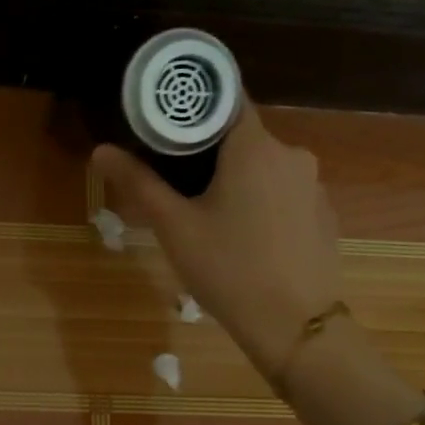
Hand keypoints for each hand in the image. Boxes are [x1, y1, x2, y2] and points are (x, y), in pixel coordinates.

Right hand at [92, 114, 343, 389]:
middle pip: (242, 136)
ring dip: (235, 178)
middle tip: (174, 178)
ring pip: (263, 166)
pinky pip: (283, 192)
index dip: (195, 104)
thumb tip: (101, 150)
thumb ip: (138, 182)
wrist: (295, 326)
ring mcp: (313, 185)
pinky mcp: (323, 214)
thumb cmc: (227, 268)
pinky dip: (260, 200)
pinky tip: (243, 235)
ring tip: (206, 212)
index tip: (167, 119)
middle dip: (209, 150)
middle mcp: (292, 154)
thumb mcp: (174, 226)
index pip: (226, 98)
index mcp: (255, 147)